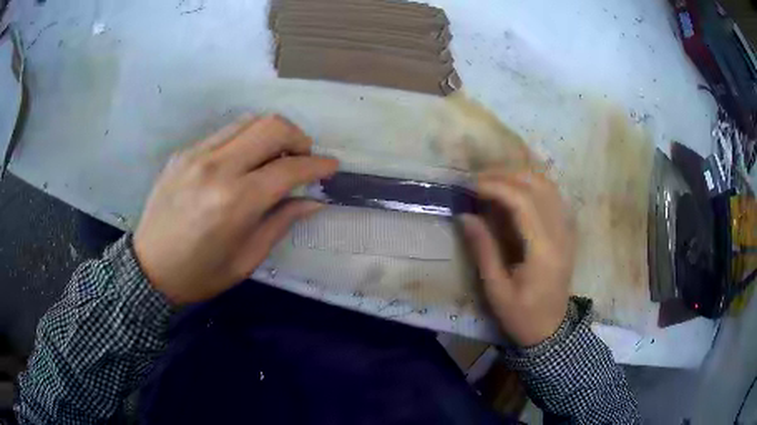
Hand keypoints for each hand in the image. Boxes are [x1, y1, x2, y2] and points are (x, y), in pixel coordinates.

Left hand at [134, 115, 337, 304]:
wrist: (149, 267)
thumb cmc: (200, 273)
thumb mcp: (246, 259)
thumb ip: (281, 222)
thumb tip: (313, 201)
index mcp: (236, 202)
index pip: (289, 168)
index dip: (317, 165)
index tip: (332, 167)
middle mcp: (217, 168)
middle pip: (271, 127)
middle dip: (298, 137)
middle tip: (303, 158)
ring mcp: (197, 154)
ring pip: (248, 121)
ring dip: (272, 133)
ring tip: (276, 155)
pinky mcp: (184, 152)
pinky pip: (225, 132)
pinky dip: (245, 139)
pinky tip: (244, 160)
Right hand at [461, 170, 574, 346]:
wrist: (552, 330)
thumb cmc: (522, 316)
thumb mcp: (496, 291)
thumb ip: (483, 250)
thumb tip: (465, 216)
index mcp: (544, 251)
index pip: (524, 202)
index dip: (496, 187)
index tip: (470, 186)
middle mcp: (561, 233)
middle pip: (538, 186)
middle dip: (506, 176)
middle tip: (478, 181)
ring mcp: (568, 230)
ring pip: (548, 186)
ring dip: (520, 176)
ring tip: (493, 181)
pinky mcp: (567, 231)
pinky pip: (553, 196)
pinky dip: (533, 185)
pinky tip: (516, 191)